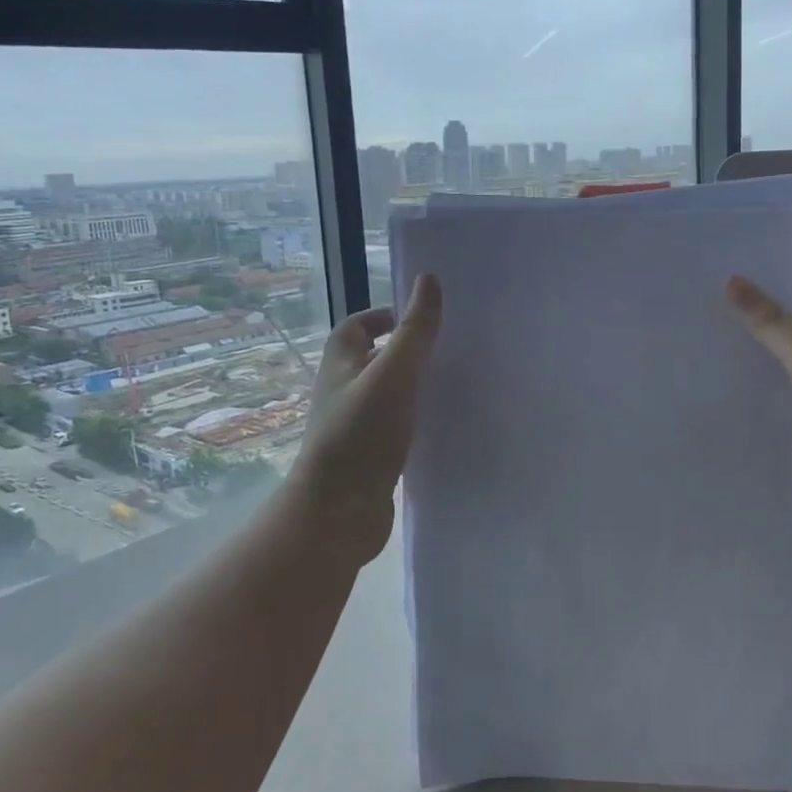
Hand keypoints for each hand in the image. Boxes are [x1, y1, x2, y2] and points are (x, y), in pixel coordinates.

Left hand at [288, 275, 442, 561]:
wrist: (338, 513)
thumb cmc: (361, 435)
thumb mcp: (393, 375)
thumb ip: (415, 331)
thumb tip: (429, 279)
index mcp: (340, 364)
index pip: (357, 326)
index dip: (384, 316)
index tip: (421, 319)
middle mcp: (343, 390)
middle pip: (373, 358)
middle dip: (406, 350)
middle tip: (448, 349)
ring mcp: (355, 425)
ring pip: (387, 394)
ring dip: (413, 386)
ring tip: (452, 385)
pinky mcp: (370, 456)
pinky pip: (395, 426)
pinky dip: (415, 419)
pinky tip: (441, 425)